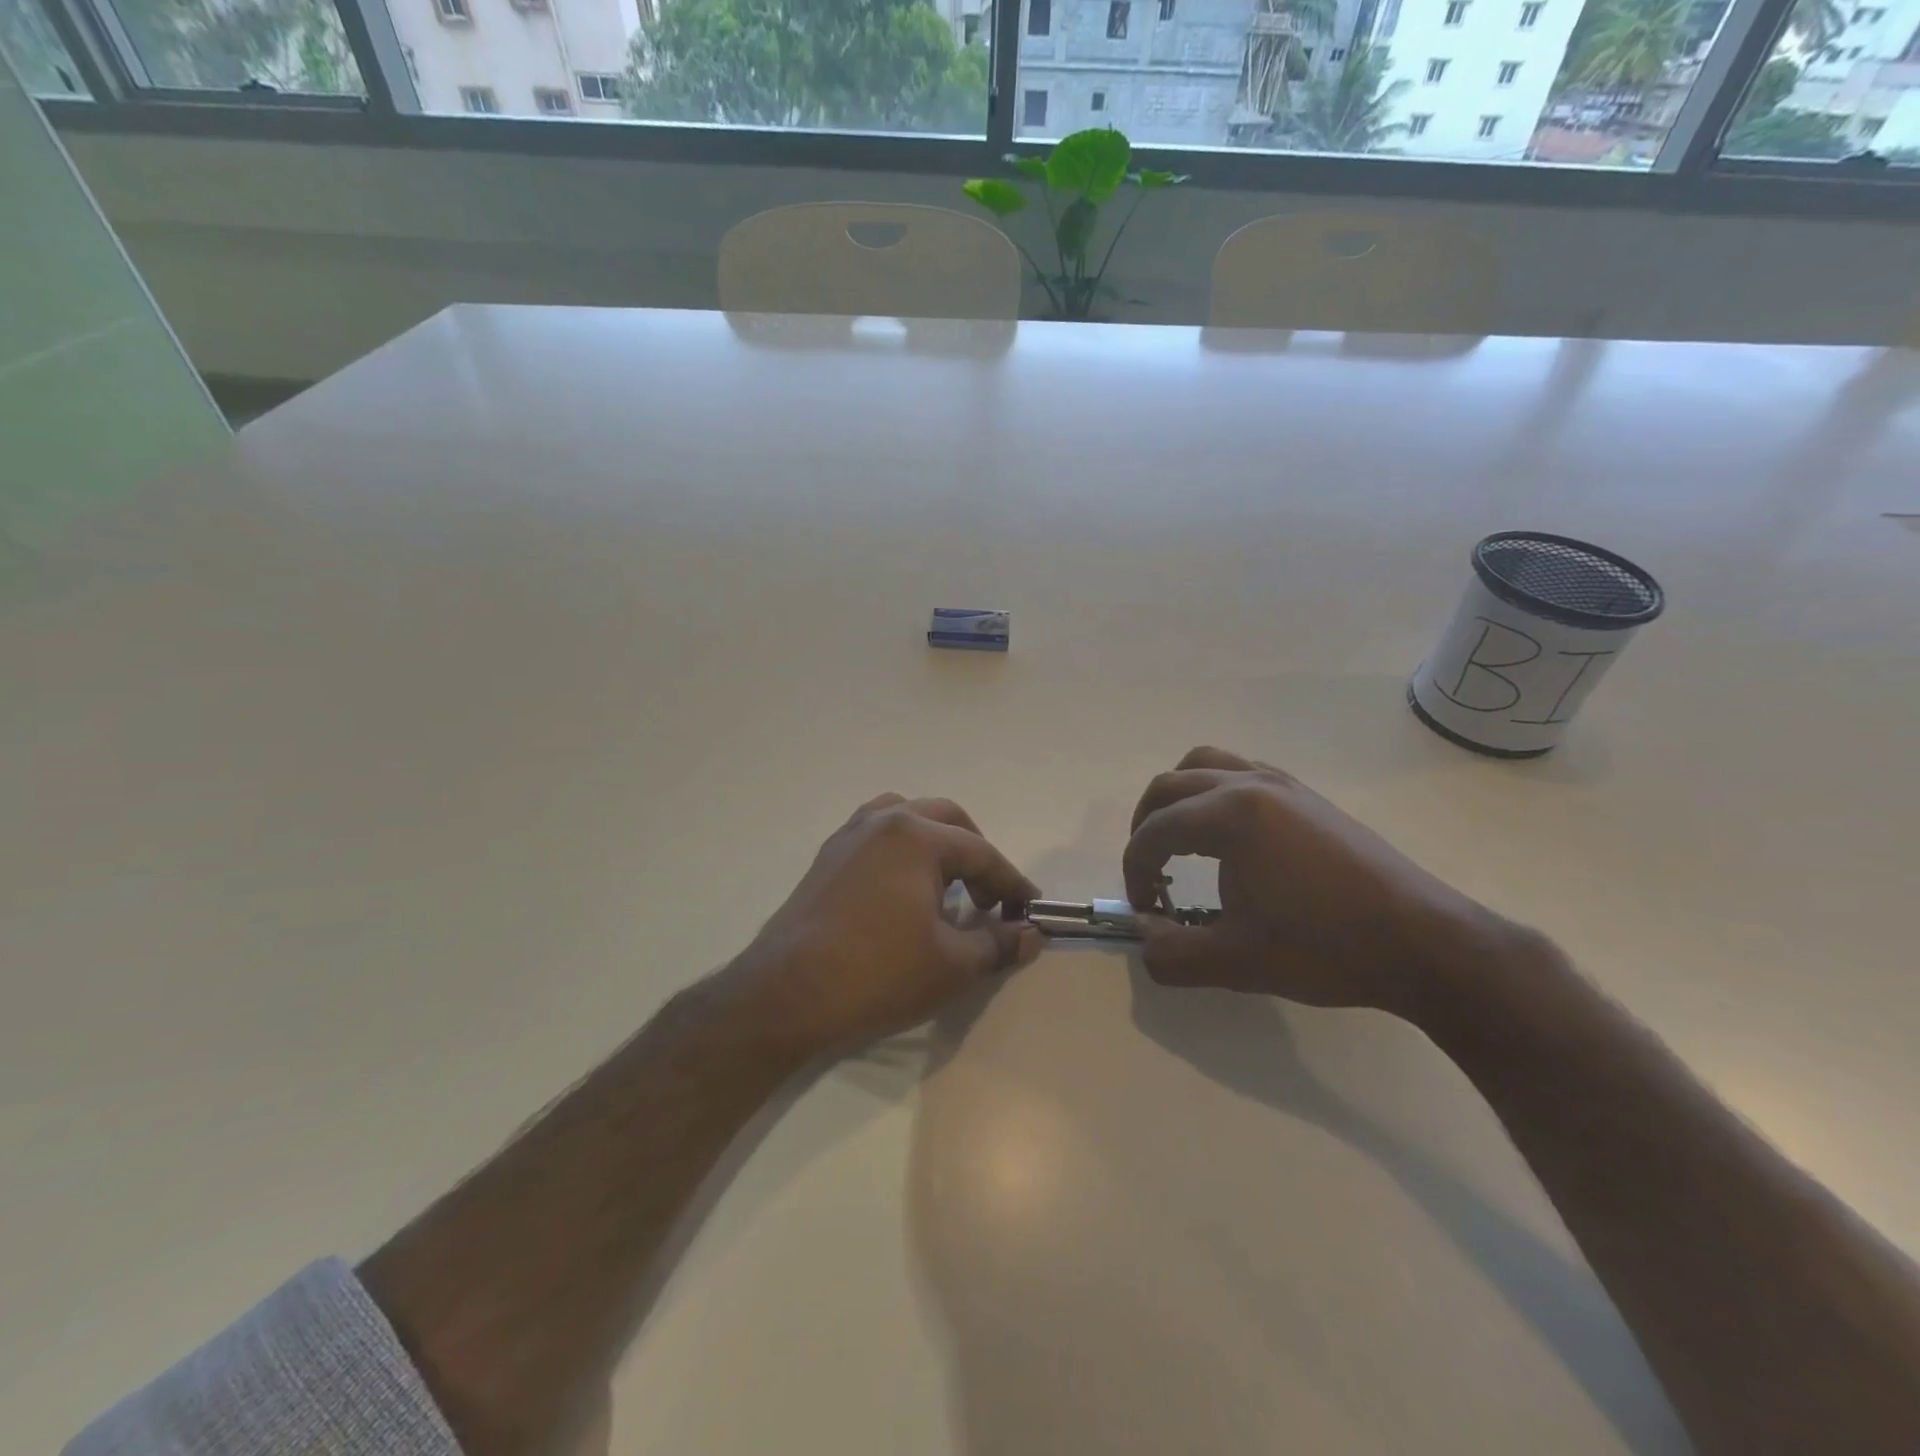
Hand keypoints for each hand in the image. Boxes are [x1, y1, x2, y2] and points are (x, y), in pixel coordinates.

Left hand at [726, 795, 1043, 1058]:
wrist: (786, 994)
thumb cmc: (877, 974)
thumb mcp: (952, 965)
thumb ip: (999, 943)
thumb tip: (1031, 934)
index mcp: (917, 837)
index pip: (982, 853)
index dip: (1012, 883)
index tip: (1030, 911)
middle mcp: (884, 821)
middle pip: (947, 820)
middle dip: (977, 855)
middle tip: (988, 899)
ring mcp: (850, 835)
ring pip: (908, 817)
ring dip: (937, 842)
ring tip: (947, 884)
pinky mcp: (827, 856)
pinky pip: (877, 834)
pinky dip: (903, 849)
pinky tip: (904, 888)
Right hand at [1122, 747, 1503, 1014]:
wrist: (1424, 944)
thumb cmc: (1326, 948)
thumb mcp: (1235, 962)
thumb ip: (1170, 953)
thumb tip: (1143, 937)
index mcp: (1230, 815)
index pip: (1155, 831)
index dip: (1135, 870)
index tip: (1144, 909)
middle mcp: (1251, 783)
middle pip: (1170, 786)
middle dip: (1146, 827)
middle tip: (1149, 874)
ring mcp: (1283, 783)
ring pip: (1205, 766)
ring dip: (1178, 799)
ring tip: (1178, 841)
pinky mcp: (1308, 796)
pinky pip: (1241, 773)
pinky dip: (1214, 794)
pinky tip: (1230, 839)